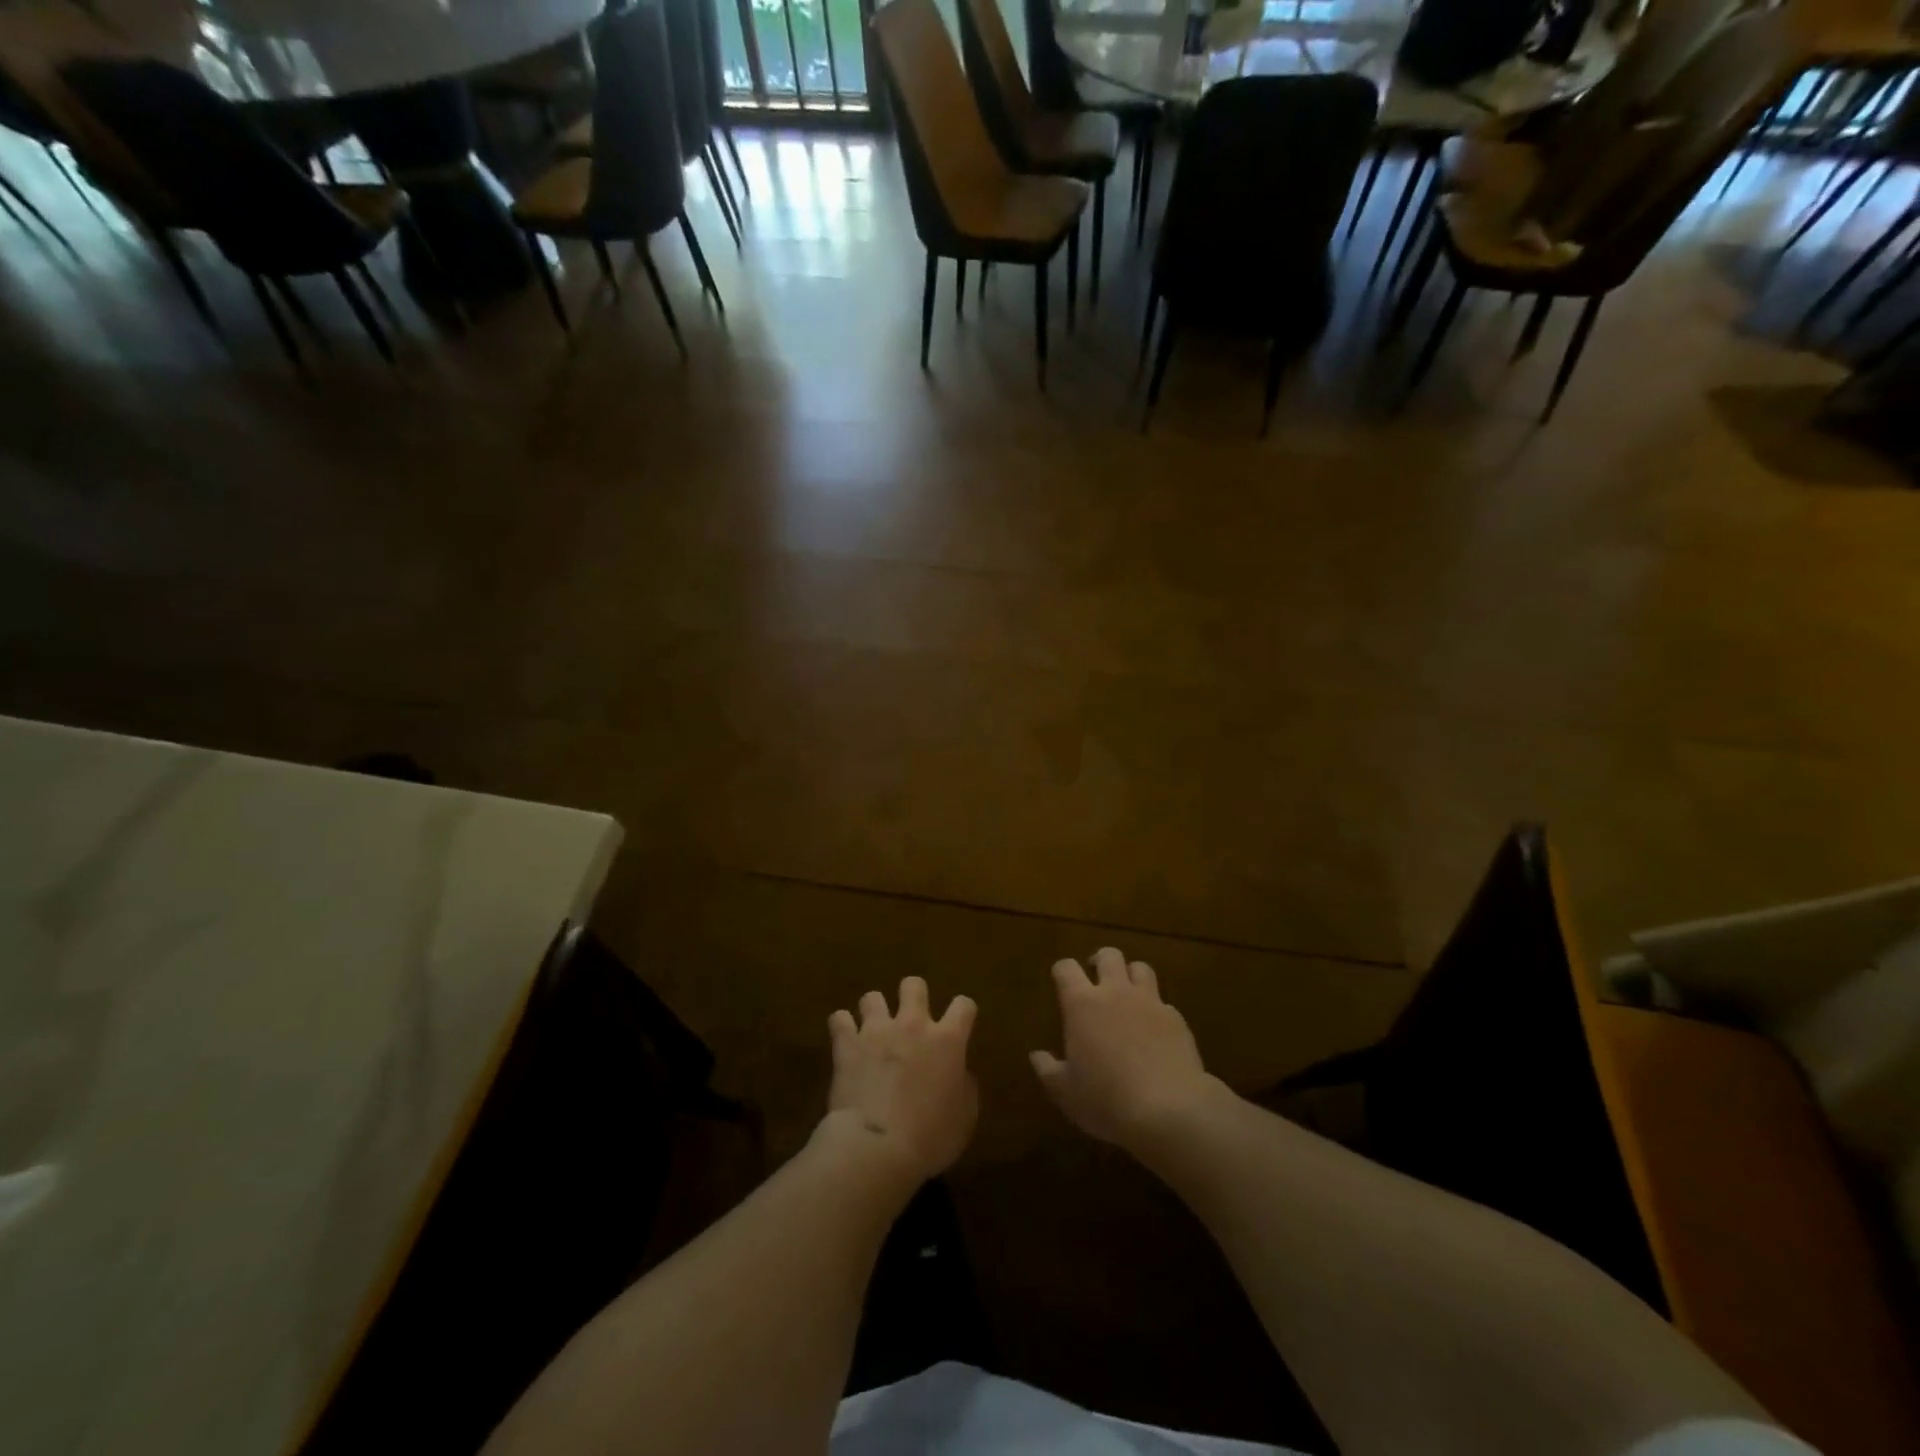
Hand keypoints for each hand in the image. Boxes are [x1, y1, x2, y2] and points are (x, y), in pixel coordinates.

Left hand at [819, 977, 978, 1184]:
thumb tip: (959, 1073)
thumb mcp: (964, 1118)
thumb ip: (964, 1086)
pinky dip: (842, 1027)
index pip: (964, 1005)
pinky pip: (839, 1019)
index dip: (963, 1012)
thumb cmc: (930, 1138)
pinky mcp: (847, 1044)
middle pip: (914, 985)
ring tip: (873, 1030)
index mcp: (947, 1041)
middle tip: (911, 1018)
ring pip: (872, 997)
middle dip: (913, 995)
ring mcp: (877, 1031)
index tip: (959, 1024)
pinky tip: (844, 1039)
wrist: (877, 1148)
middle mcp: (913, 1025)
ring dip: (874, 1011)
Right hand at [1031, 948, 1219, 1149]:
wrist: (1168, 1110)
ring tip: (1128, 994)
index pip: (1066, 968)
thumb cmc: (1106, 1099)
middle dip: (1100, 961)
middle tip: (1096, 978)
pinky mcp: (1177, 1019)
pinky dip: (1156, 1009)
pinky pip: (1164, 1002)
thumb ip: (1048, 1070)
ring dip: (1131, 975)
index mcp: (1082, 1004)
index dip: (1062, 971)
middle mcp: (1115, 992)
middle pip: (1109, 955)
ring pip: (1141, 968)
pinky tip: (1155, 1030)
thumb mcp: (1066, 1092)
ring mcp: (1150, 1002)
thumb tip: (1036, 1056)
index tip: (1061, 982)